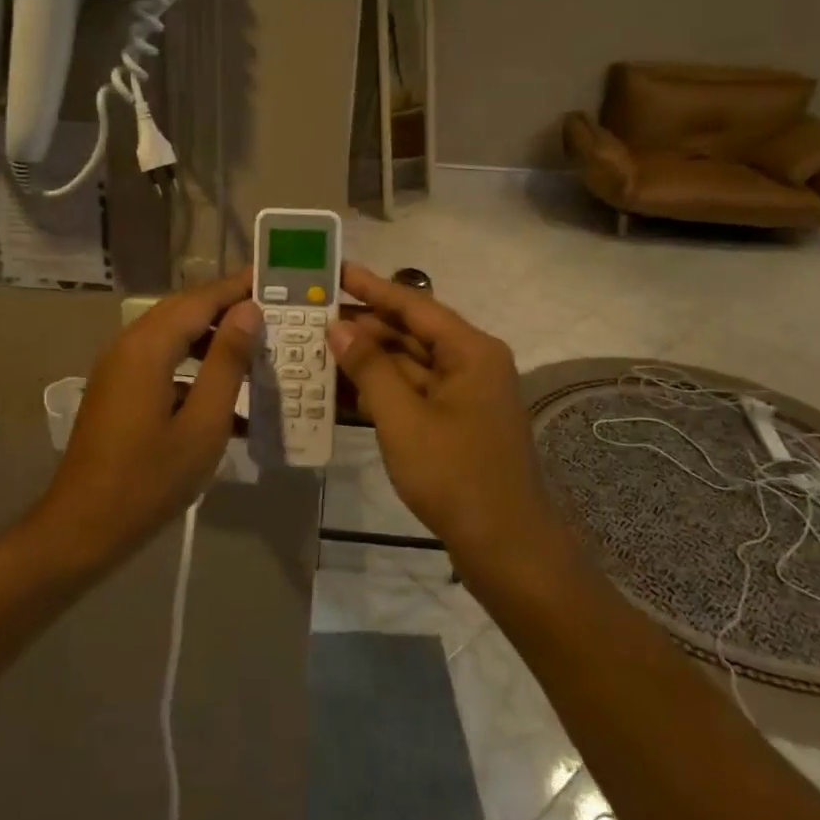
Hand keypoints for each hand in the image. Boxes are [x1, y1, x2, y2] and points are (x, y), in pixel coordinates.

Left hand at [33, 272, 259, 572]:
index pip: (200, 299)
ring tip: (254, 349)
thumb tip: (247, 311)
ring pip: (172, 336)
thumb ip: (227, 362)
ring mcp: (119, 368)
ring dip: (211, 338)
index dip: (237, 287)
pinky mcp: (117, 390)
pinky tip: (224, 396)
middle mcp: (129, 345)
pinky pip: (160, 362)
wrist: (83, 527)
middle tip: (270, 311)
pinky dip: (192, 367)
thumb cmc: (150, 479)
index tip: (272, 278)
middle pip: (183, 311)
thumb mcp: (203, 423)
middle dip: (226, 308)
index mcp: (149, 347)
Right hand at [325, 263, 557, 570]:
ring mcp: (463, 394)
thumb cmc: (456, 476)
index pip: (414, 306)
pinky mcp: (454, 421)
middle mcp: (471, 363)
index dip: (372, 287)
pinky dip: (380, 389)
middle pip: (410, 332)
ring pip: (408, 364)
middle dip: (363, 326)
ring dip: (366, 359)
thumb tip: (338, 327)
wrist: (506, 548)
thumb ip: (369, 368)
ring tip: (316, 346)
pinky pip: (412, 392)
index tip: (335, 272)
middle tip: (313, 314)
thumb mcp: (403, 419)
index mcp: (470, 351)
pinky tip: (339, 387)